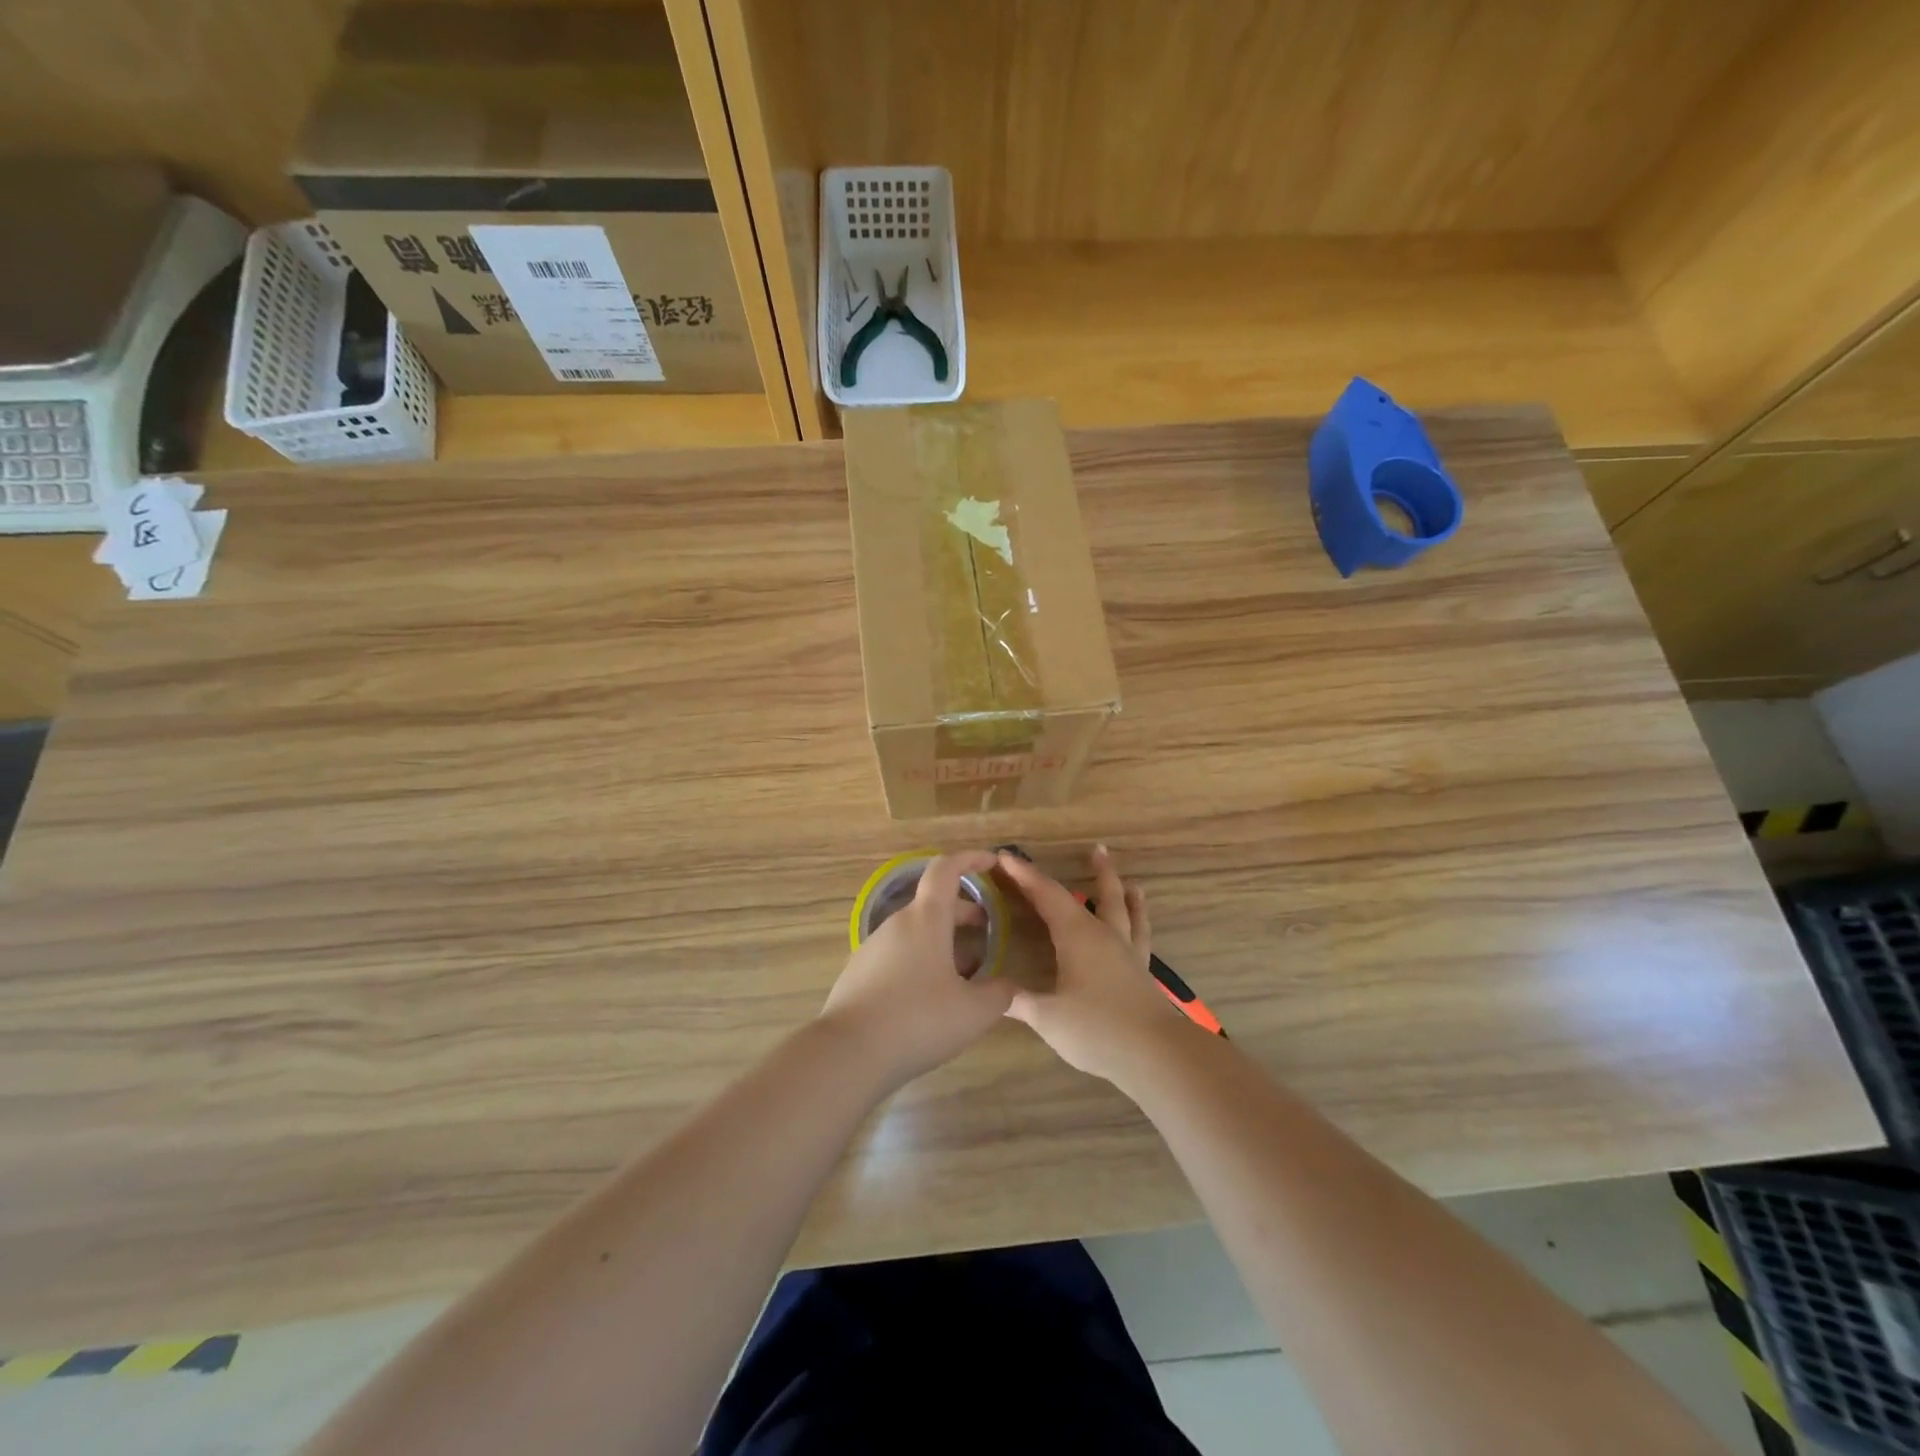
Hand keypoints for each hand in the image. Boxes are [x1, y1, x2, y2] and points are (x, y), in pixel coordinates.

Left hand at [819, 850, 1015, 1091]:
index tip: (991, 862)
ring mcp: (873, 948)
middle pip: (933, 904)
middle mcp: (897, 924)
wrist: (848, 1053)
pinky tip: (932, 996)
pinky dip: (921, 960)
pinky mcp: (859, 973)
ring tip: (966, 971)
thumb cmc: (918, 1020)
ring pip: (916, 931)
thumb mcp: (974, 1012)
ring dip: (943, 940)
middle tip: (987, 928)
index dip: (970, 860)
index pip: (946, 870)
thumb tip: (1007, 985)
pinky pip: (898, 954)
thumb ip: (999, 994)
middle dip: (963, 911)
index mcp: (925, 919)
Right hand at [997, 845, 1192, 1084]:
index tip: (1006, 857)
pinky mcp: (1142, 972)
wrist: (1155, 1053)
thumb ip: (1020, 1002)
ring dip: (1125, 893)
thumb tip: (991, 994)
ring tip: (1133, 882)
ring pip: (1127, 912)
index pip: (1047, 896)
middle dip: (1094, 872)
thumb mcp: (1048, 1018)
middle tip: (1097, 849)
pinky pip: (1141, 937)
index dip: (1026, 876)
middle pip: (1098, 895)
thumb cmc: (1096, 1029)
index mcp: (1077, 936)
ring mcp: (1128, 952)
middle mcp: (1104, 935)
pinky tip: (1140, 928)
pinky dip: (1140, 923)